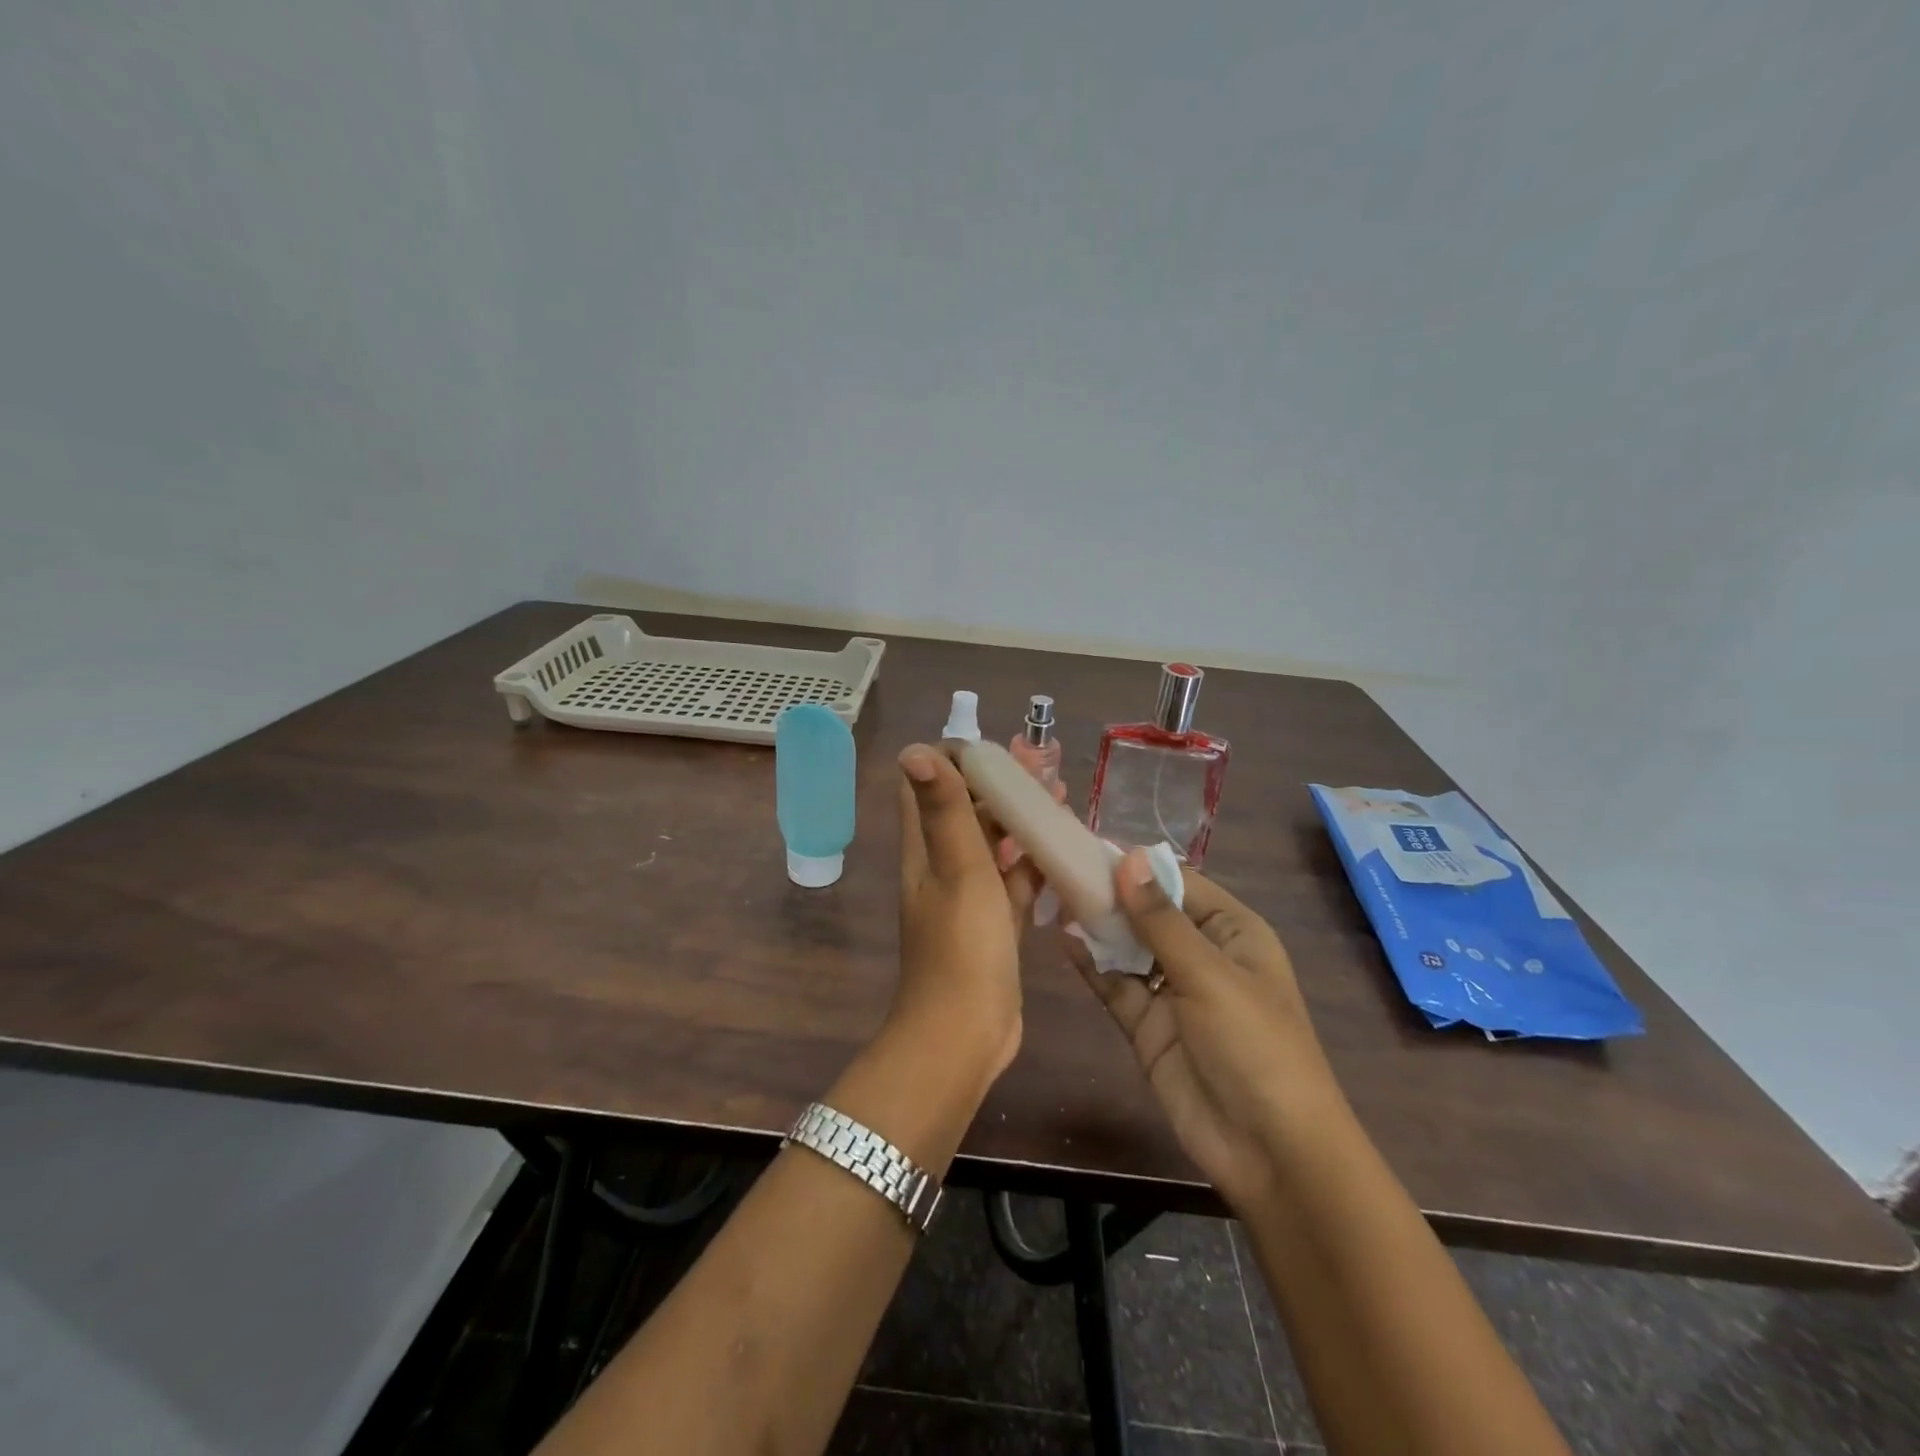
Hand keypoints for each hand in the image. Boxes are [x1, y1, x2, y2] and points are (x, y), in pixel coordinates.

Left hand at [893, 744, 1041, 1082]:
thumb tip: (915, 747)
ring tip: (1062, 797)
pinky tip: (1065, 849)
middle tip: (1043, 768)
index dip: (954, 759)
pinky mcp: (994, 923)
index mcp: (924, 847)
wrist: (965, 1034)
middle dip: (1000, 784)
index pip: (925, 786)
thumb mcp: (958, 869)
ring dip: (1021, 819)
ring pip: (995, 843)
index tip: (995, 749)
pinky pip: (1015, 880)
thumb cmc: (962, 946)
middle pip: (967, 809)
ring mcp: (969, 896)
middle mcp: (942, 865)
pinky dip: (1035, 862)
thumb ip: (943, 808)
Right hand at [1070, 850, 1347, 1209]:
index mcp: (1232, 931)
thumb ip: (1161, 919)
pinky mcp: (1148, 1026)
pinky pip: (1116, 985)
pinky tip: (1063, 942)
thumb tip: (1128, 858)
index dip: (1136, 865)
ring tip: (1052, 897)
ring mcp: (1172, 992)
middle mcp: (1202, 954)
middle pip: (1149, 913)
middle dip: (1110, 894)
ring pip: (1128, 947)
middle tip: (1058, 869)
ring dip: (1097, 927)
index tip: (1086, 844)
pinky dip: (1092, 965)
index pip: (1178, 882)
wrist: (1270, 1151)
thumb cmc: (1254, 1045)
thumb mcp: (1209, 975)